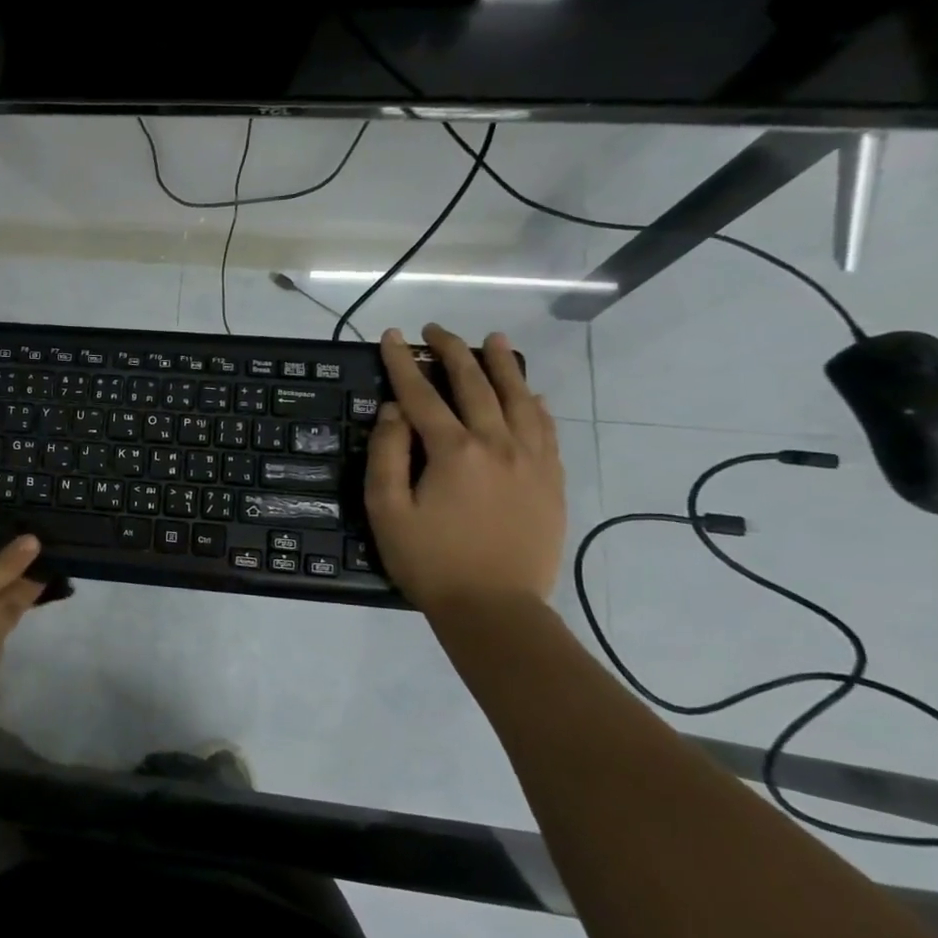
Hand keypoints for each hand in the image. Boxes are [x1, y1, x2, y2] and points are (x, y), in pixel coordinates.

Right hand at [364, 324, 564, 613]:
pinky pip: (546, 428)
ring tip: (494, 340)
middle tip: (437, 330)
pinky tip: (529, 393)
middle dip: (452, 352)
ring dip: (503, 365)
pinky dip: (535, 404)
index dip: (402, 363)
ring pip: (519, 398)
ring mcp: (532, 460)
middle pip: (475, 385)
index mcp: (454, 451)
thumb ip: (387, 454)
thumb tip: (395, 410)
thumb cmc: (429, 561)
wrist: (495, 607)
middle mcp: (497, 443)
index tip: (391, 337)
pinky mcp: (551, 480)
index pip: (422, 394)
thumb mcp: (387, 510)